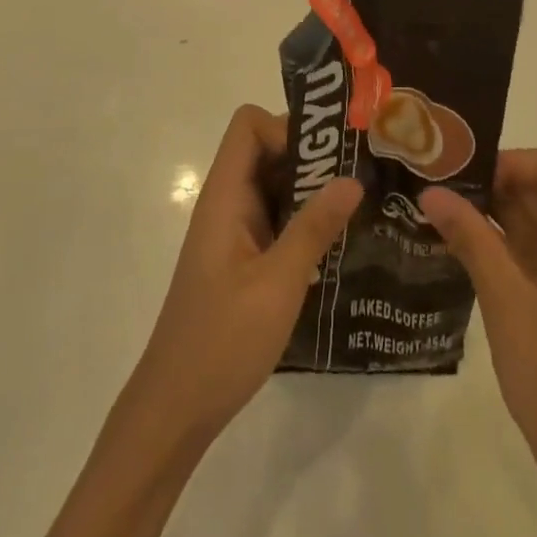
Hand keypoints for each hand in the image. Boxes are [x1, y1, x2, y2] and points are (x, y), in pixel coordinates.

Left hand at [128, 104, 362, 447]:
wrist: (175, 409)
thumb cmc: (222, 342)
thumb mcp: (278, 283)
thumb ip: (314, 228)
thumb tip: (352, 178)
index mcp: (225, 198)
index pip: (248, 127)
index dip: (286, 129)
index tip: (327, 159)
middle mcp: (227, 205)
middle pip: (265, 151)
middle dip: (311, 157)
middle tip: (360, 176)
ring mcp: (234, 233)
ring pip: (274, 187)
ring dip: (312, 191)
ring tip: (360, 207)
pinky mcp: (243, 260)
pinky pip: (276, 220)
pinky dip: (304, 222)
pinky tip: (339, 246)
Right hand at [419, 150, 536, 494]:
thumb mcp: (508, 303)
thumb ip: (472, 240)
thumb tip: (430, 191)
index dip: (511, 161)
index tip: (465, 176)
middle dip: (489, 181)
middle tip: (435, 183)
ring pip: (526, 218)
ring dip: (486, 211)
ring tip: (434, 207)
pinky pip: (521, 249)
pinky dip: (490, 240)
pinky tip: (451, 242)